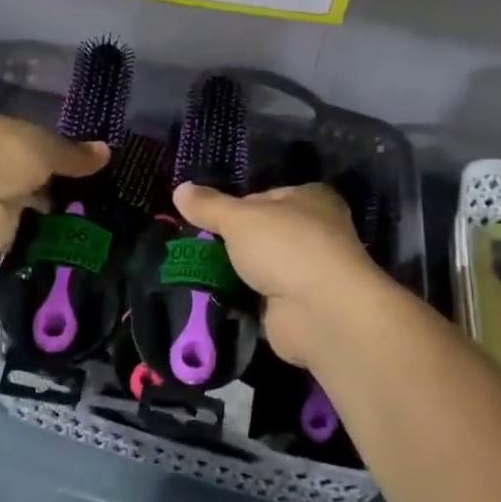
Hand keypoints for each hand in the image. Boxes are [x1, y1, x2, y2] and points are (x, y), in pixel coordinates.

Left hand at [0, 107, 107, 259]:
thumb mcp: (43, 146)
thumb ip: (72, 152)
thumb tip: (106, 151)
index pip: (16, 122)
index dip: (43, 131)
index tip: (74, 143)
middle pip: (22, 158)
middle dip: (50, 168)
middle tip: (91, 175)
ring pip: (25, 189)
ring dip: (50, 196)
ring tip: (93, 199)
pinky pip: (27, 220)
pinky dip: (47, 223)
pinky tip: (77, 222)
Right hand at [171, 182, 387, 369]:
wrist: (320, 312)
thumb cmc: (284, 247)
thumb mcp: (238, 218)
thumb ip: (208, 205)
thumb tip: (180, 189)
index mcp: (310, 199)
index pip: (265, 196)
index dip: (236, 206)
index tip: (208, 218)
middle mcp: (316, 231)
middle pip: (262, 233)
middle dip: (233, 243)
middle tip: (197, 247)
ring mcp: (309, 272)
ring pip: (261, 267)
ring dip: (236, 274)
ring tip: (198, 274)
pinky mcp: (300, 307)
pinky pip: (261, 299)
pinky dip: (242, 301)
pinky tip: (216, 300)